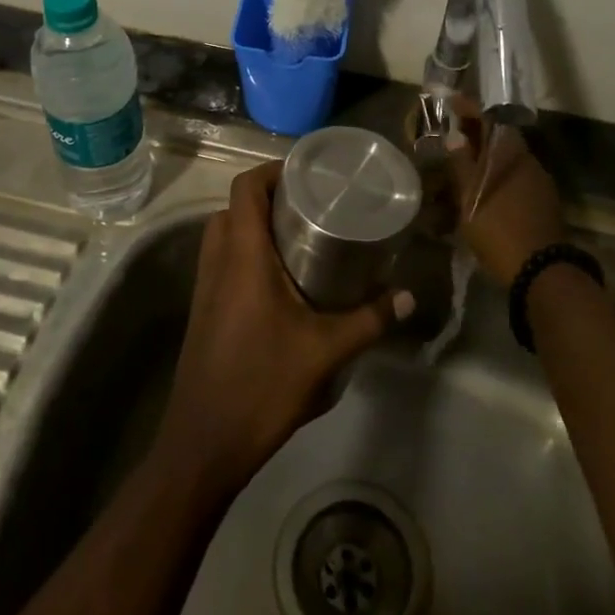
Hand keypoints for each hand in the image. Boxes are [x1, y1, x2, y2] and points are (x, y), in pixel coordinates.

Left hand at [154, 162, 413, 495]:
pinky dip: (246, 252)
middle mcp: (217, 260)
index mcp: (242, 255)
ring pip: (224, 233)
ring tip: (302, 236)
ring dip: (255, 225)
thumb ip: (370, 319)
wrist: (204, 443)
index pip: (246, 188)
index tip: (309, 174)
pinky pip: (222, 260)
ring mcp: (205, 286)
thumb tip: (410, 297)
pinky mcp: (204, 309)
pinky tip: (282, 279)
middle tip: (312, 205)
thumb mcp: (325, 352)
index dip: (273, 171)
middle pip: (235, 206)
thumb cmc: (262, 385)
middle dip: (270, 197)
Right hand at [444, 96, 565, 287]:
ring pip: (508, 162)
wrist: (541, 272)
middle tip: (453, 137)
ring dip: (487, 160)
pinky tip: (486, 192)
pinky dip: (498, 178)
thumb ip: (462, 164)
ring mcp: (540, 184)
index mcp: (511, 154)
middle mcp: (529, 162)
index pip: (490, 120)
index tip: (452, 102)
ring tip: (464, 168)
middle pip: (500, 140)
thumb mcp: (471, 197)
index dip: (470, 110)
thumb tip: (456, 135)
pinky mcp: (544, 204)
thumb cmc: (499, 229)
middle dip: (477, 136)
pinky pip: (516, 180)